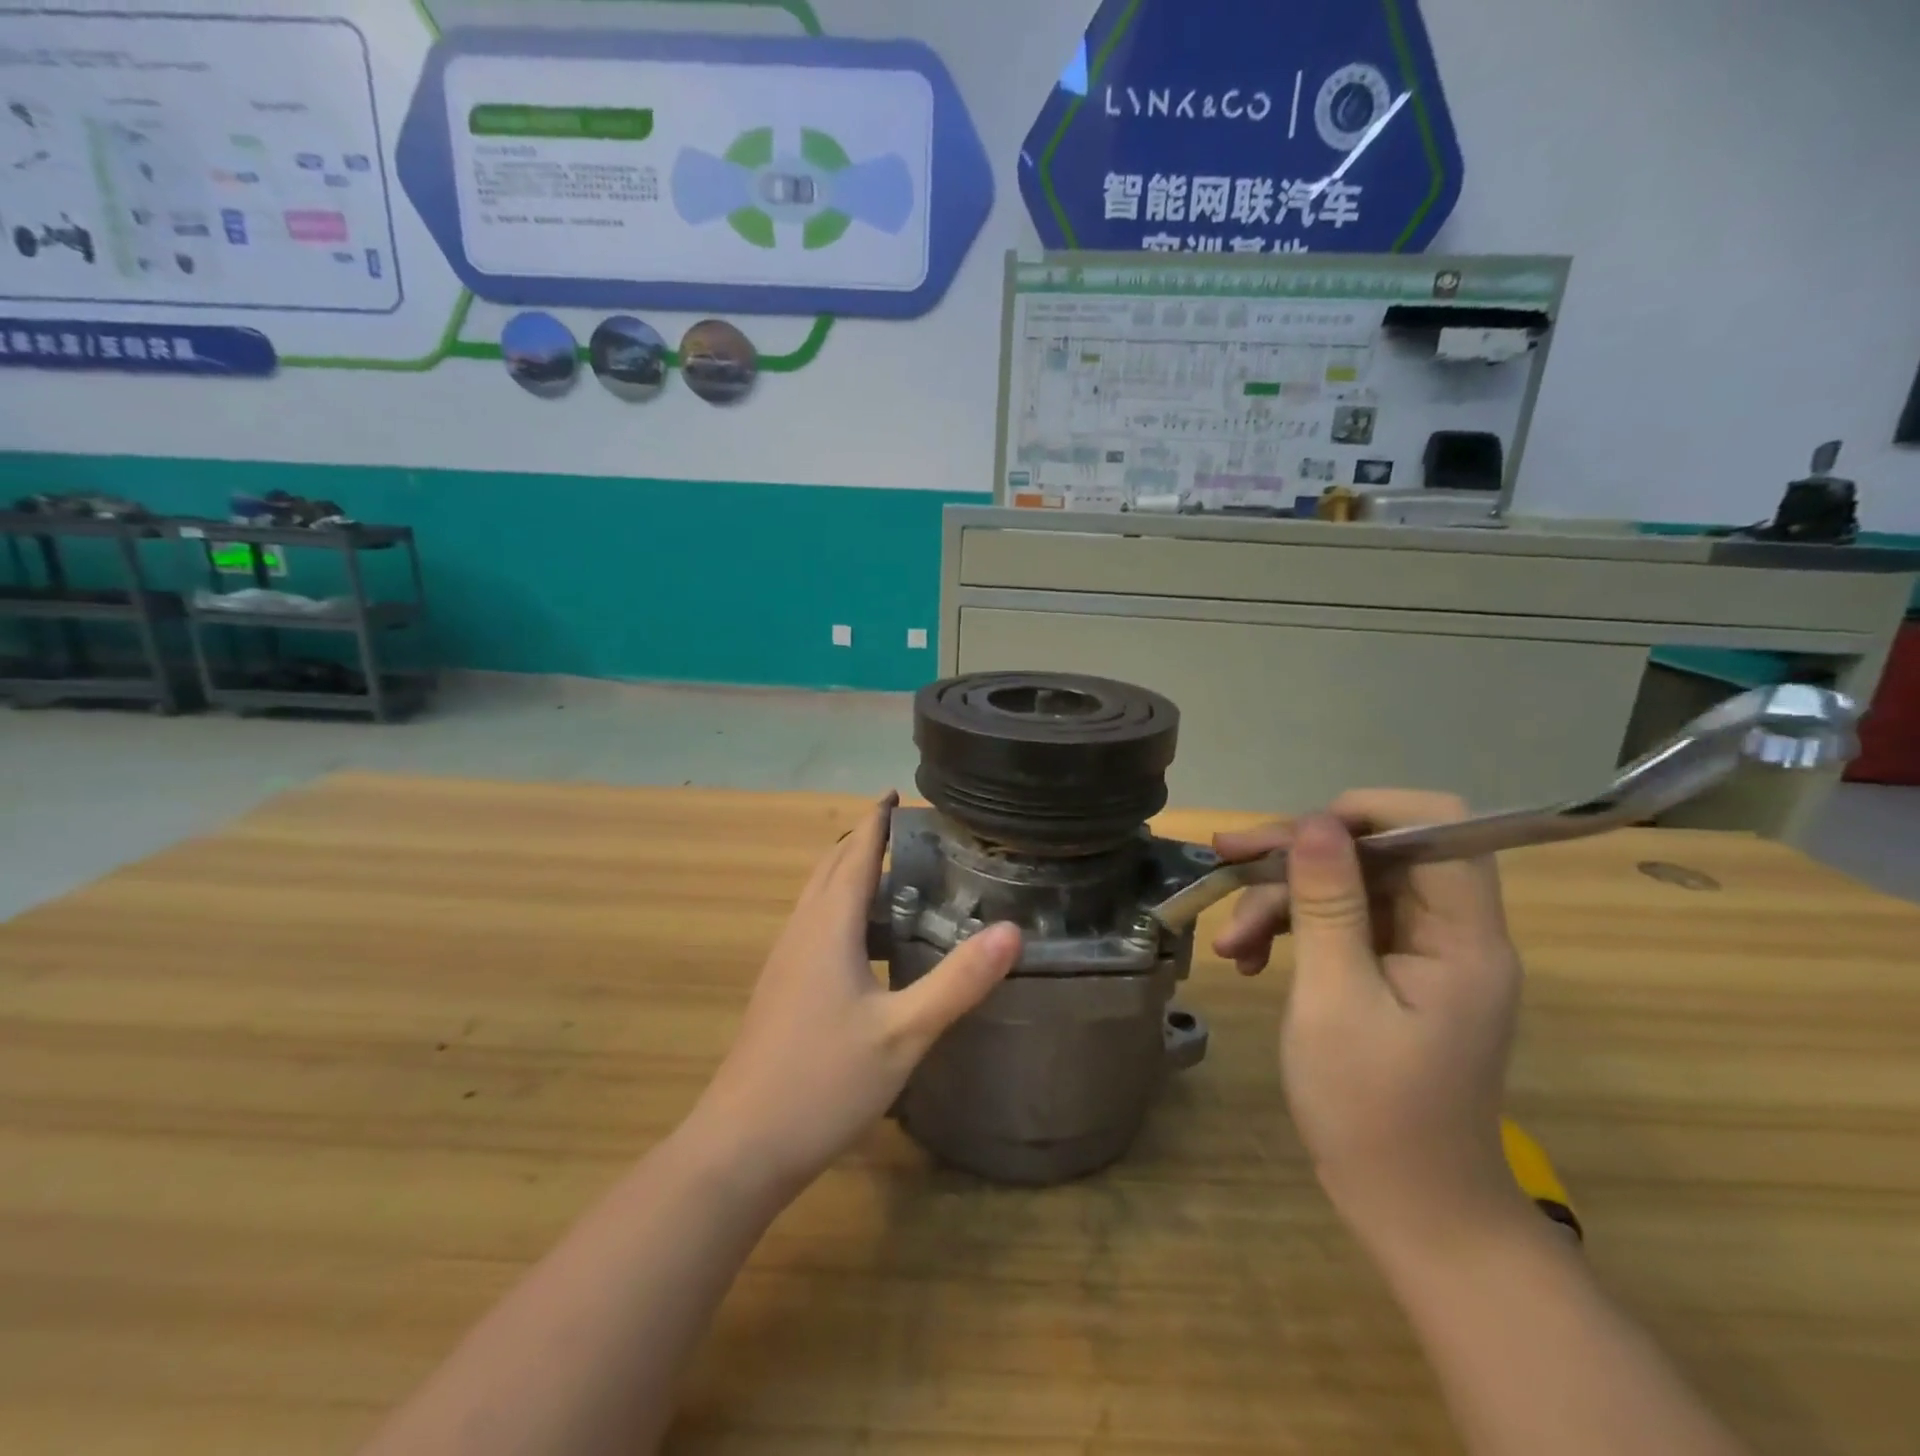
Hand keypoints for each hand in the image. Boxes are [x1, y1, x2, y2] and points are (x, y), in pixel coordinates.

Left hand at [690, 793, 1021, 1195]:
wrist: (741, 1145)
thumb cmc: (823, 1081)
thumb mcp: (904, 1033)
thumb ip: (959, 981)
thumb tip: (1013, 930)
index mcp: (828, 927)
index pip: (855, 853)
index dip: (877, 820)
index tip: (897, 792)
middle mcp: (802, 931)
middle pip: (831, 867)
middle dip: (864, 840)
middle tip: (907, 829)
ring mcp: (785, 960)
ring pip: (819, 898)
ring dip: (850, 873)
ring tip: (895, 874)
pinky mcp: (781, 988)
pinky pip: (815, 925)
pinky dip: (842, 909)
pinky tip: (867, 941)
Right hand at [1212, 791, 1530, 1254]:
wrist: (1410, 1209)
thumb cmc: (1372, 1109)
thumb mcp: (1335, 998)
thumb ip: (1328, 903)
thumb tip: (1315, 822)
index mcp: (1463, 936)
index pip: (1439, 827)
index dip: (1370, 811)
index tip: (1300, 832)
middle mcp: (1451, 932)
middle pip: (1377, 853)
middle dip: (1299, 857)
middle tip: (1228, 860)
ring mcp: (1421, 954)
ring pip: (1349, 887)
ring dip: (1282, 900)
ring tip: (1230, 942)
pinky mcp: (1393, 974)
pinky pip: (1341, 924)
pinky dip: (1292, 932)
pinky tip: (1248, 959)